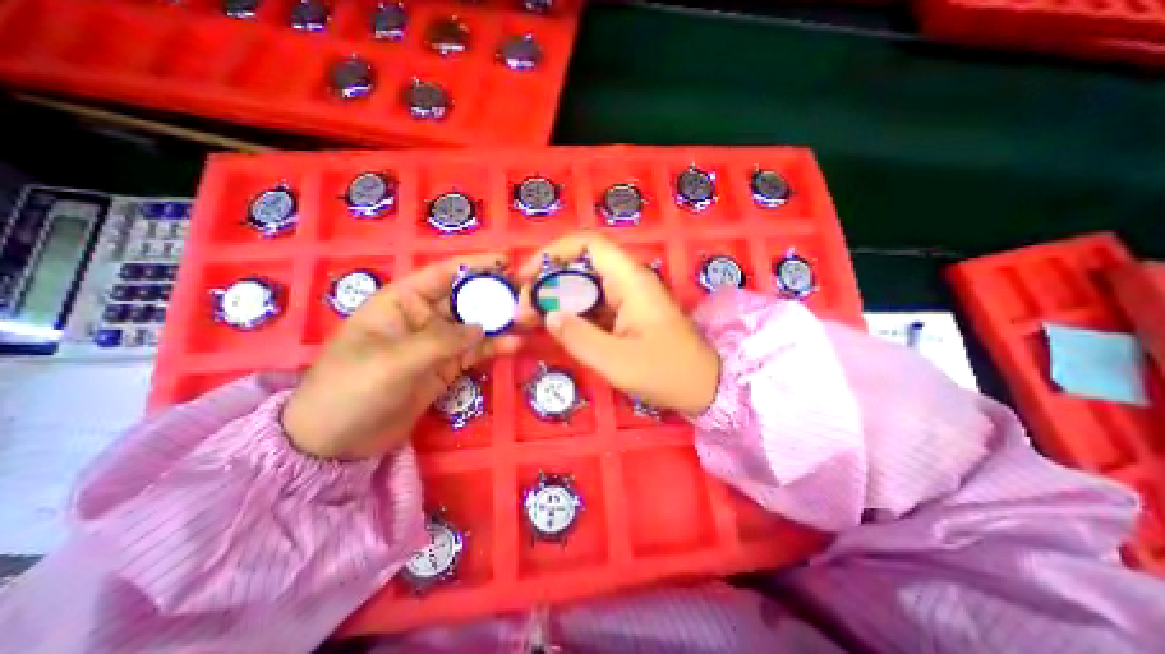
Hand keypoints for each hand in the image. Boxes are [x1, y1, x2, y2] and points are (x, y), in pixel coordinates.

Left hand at [280, 257, 518, 459]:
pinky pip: (476, 351)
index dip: (475, 264)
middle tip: (529, 293)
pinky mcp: (448, 365)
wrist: (338, 440)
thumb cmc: (352, 388)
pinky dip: (496, 347)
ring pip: (476, 324)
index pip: (443, 273)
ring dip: (501, 321)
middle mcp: (424, 316)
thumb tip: (482, 327)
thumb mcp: (394, 361)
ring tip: (530, 318)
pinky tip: (516, 344)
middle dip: (496, 293)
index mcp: (402, 301)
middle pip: (466, 298)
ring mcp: (438, 342)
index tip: (507, 261)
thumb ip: (440, 341)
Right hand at [516, 230, 720, 412]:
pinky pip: (592, 305)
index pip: (589, 244)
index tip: (526, 276)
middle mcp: (628, 282)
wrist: (703, 387)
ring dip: (555, 299)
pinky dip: (570, 313)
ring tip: (529, 320)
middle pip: (580, 266)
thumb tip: (549, 314)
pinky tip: (553, 327)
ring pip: (584, 286)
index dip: (554, 252)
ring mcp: (627, 298)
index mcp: (630, 281)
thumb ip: (579, 337)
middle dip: (547, 282)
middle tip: (522, 310)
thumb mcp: (618, 361)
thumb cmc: (667, 373)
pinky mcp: (625, 314)